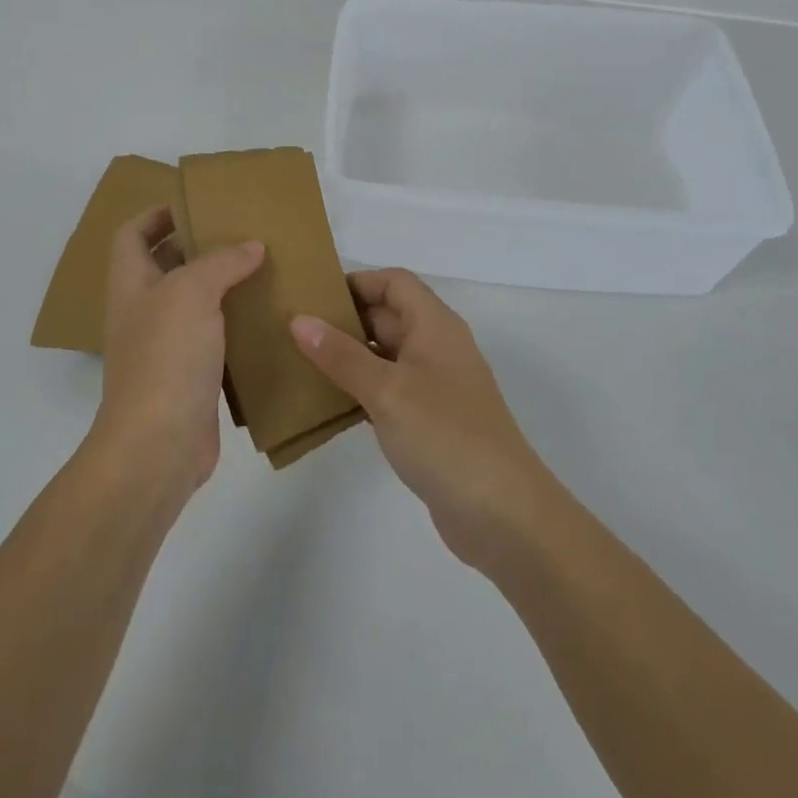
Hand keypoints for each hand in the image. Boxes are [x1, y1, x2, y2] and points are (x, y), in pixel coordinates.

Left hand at [95, 206, 263, 498]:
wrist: (158, 445)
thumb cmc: (165, 357)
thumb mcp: (190, 293)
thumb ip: (220, 262)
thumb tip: (251, 246)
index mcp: (131, 283)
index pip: (132, 233)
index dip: (157, 213)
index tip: (197, 203)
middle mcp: (144, 310)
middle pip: (165, 264)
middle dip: (199, 245)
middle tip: (243, 232)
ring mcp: (166, 345)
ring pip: (194, 301)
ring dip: (223, 284)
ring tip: (264, 267)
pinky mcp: (191, 374)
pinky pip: (214, 336)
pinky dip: (236, 323)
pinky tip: (267, 316)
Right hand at [291, 270, 555, 571]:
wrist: (503, 515)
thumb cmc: (446, 436)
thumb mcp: (388, 390)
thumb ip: (342, 355)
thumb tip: (299, 320)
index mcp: (435, 326)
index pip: (394, 282)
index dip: (357, 282)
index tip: (313, 298)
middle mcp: (437, 348)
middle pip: (388, 315)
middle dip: (344, 319)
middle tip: (294, 329)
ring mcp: (435, 387)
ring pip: (385, 355)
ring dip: (348, 356)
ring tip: (300, 362)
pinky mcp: (430, 422)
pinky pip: (388, 390)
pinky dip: (360, 389)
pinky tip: (327, 403)